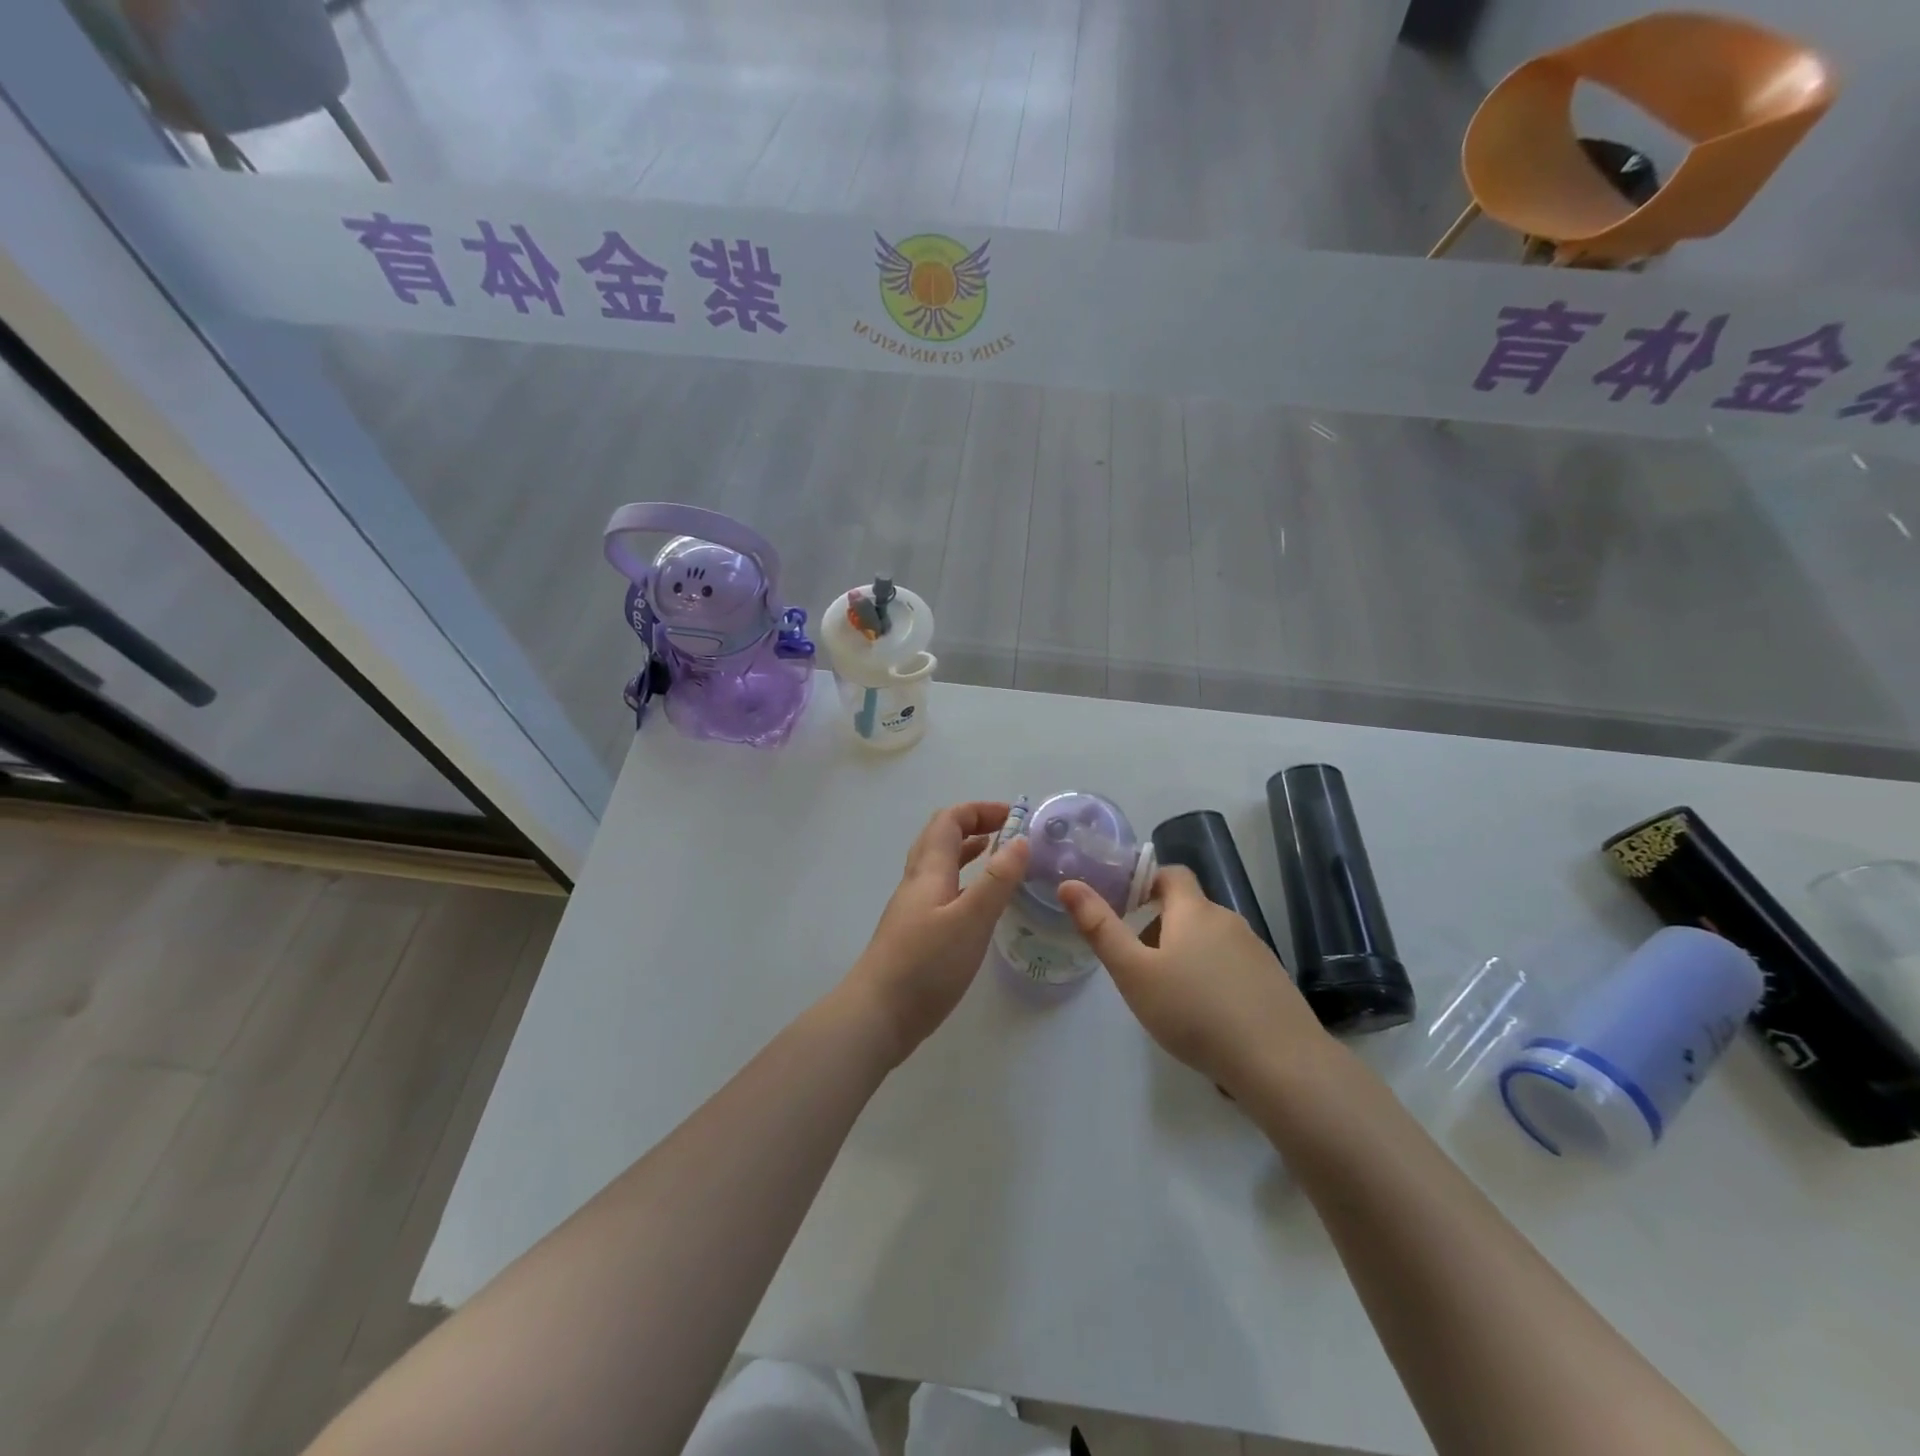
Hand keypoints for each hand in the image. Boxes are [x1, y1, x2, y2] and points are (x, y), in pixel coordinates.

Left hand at [840, 802, 1030, 1066]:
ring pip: (940, 865)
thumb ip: (997, 881)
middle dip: (974, 825)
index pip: (949, 820)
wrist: (877, 1016)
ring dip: (968, 852)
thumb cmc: (925, 964)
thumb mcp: (970, 920)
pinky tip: (978, 904)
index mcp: (929, 871)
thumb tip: (1020, 840)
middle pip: (940, 837)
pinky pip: (941, 891)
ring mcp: (913, 909)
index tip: (1014, 815)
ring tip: (999, 857)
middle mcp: (917, 882)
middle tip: (1008, 832)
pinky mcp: (915, 933)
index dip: (979, 810)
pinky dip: (964, 881)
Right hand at [1058, 866, 1330, 1096]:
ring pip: (1210, 940)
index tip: (1124, 908)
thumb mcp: (1134, 973)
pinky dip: (1212, 979)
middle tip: (1137, 966)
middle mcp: (1228, 921)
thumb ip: (1100, 928)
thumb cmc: (1195, 1012)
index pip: (1172, 874)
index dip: (1146, 882)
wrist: (1280, 1064)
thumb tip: (1069, 884)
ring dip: (1186, 955)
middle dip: (1159, 928)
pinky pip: (1232, 967)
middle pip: (1188, 910)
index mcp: (1194, 911)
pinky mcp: (1273, 982)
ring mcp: (1256, 951)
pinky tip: (1206, 1019)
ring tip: (1169, 998)